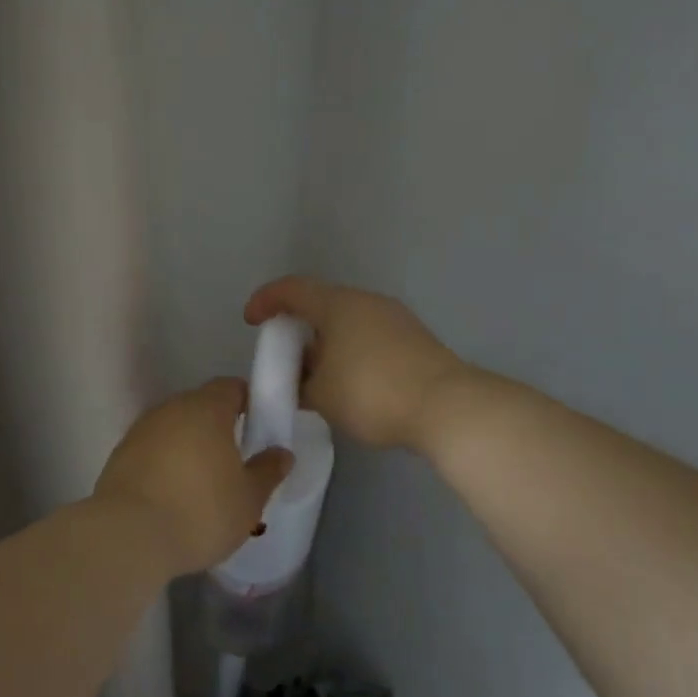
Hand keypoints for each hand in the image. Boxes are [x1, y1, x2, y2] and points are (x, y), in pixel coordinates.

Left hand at [95, 378, 294, 574]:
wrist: (127, 537)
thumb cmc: (200, 512)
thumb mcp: (249, 499)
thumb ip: (267, 471)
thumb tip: (281, 453)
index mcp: (207, 408)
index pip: (231, 388)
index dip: (248, 402)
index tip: (259, 427)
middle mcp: (171, 409)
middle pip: (201, 406)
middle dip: (218, 426)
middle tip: (234, 459)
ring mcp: (141, 430)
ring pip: (174, 428)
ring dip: (189, 446)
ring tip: (203, 482)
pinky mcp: (119, 456)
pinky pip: (153, 450)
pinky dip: (165, 464)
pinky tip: (172, 494)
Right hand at [244, 276, 466, 449]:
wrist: (446, 406)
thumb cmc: (372, 393)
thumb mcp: (321, 396)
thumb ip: (300, 385)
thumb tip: (300, 382)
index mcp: (338, 305)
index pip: (292, 289)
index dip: (266, 300)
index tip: (251, 321)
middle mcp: (366, 301)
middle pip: (322, 304)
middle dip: (298, 328)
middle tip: (285, 358)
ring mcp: (395, 318)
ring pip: (348, 322)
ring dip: (326, 343)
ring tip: (316, 377)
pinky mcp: (415, 339)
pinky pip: (370, 336)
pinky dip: (350, 351)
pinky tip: (349, 383)